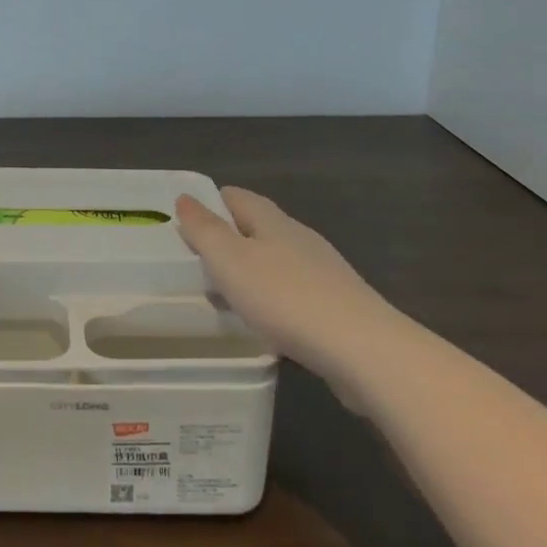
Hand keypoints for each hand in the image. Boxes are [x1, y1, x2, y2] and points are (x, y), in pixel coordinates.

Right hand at [174, 188, 405, 378]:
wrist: (364, 350)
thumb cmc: (285, 298)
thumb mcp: (230, 260)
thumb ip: (205, 229)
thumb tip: (185, 197)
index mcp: (272, 220)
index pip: (235, 197)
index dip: (209, 203)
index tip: (183, 223)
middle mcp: (299, 237)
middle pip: (257, 227)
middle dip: (227, 240)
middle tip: (196, 263)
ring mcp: (323, 271)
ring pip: (275, 260)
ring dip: (249, 272)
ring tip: (224, 296)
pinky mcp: (337, 304)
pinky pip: (293, 291)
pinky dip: (272, 298)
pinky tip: (264, 322)